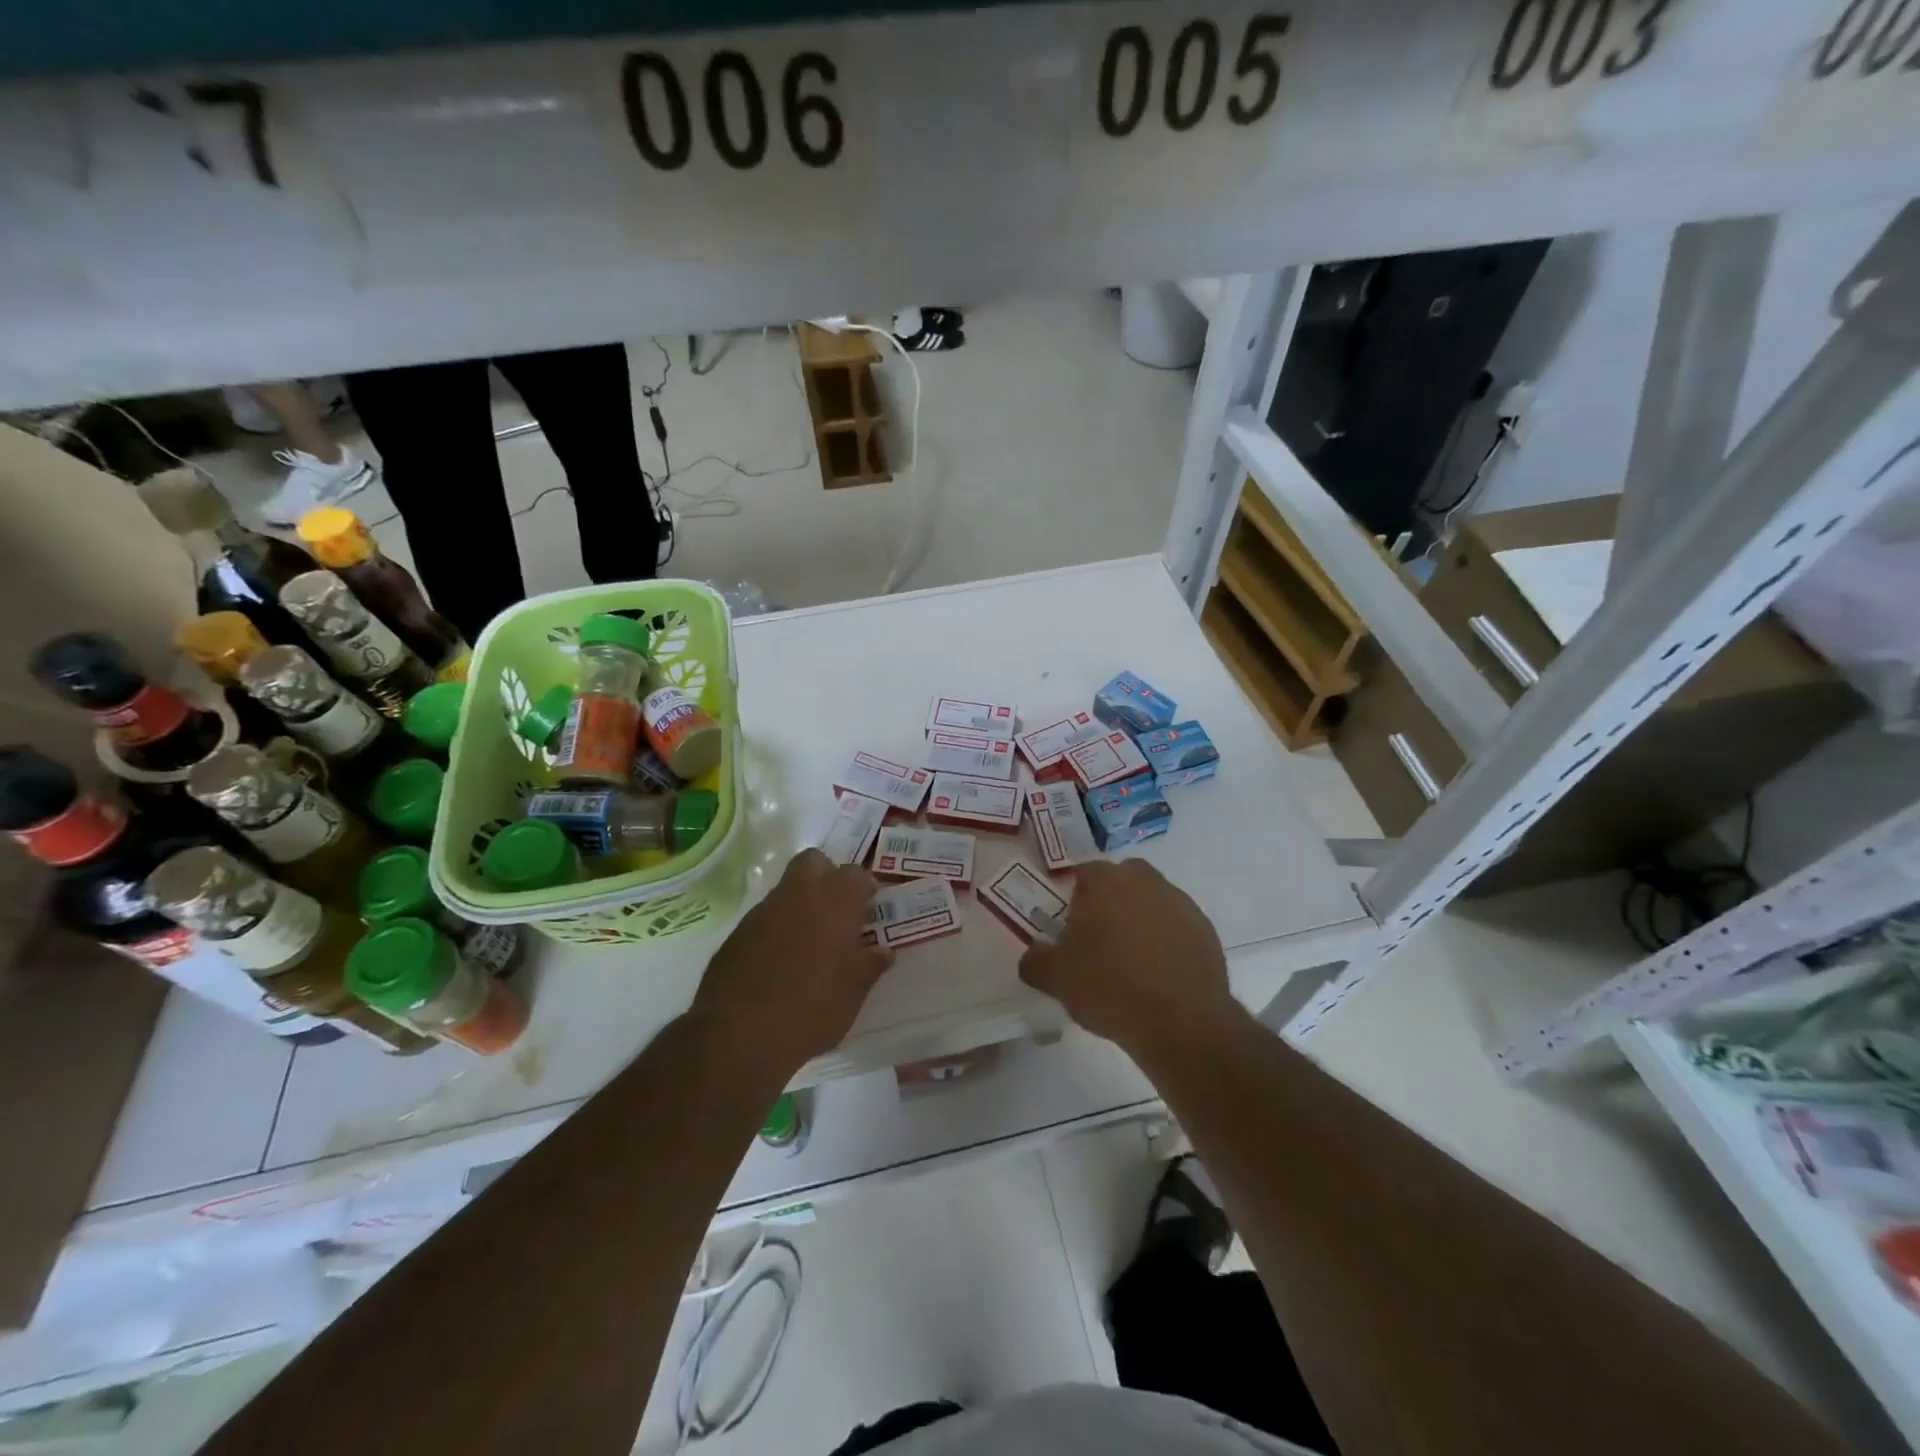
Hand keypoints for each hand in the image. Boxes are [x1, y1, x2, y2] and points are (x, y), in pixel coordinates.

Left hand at [691, 849, 891, 1073]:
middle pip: (814, 861)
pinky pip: (765, 917)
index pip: (856, 874)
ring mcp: (764, 910)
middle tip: (839, 909)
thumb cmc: (813, 1007)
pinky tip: (781, 960)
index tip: (870, 908)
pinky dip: (777, 927)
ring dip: (801, 903)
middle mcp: (799, 894)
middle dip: (827, 876)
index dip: (864, 888)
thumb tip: (883, 951)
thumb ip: (871, 964)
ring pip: (787, 888)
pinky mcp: (737, 933)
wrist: (740, 1034)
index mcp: (836, 901)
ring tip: (811, 940)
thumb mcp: (854, 991)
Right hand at [1019, 860, 1240, 1055]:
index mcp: (1104, 881)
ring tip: (1131, 963)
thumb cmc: (1108, 987)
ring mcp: (1179, 902)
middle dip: (1110, 903)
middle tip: (1100, 942)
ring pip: (1151, 902)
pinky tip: (1159, 975)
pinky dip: (1167, 942)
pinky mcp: (1205, 929)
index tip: (1071, 929)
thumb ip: (1035, 961)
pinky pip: (1177, 927)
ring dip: (1140, 921)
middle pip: (1120, 882)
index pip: (1082, 874)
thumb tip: (1033, 955)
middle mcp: (1144, 880)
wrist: (1180, 1021)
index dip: (1074, 899)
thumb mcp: (1056, 978)